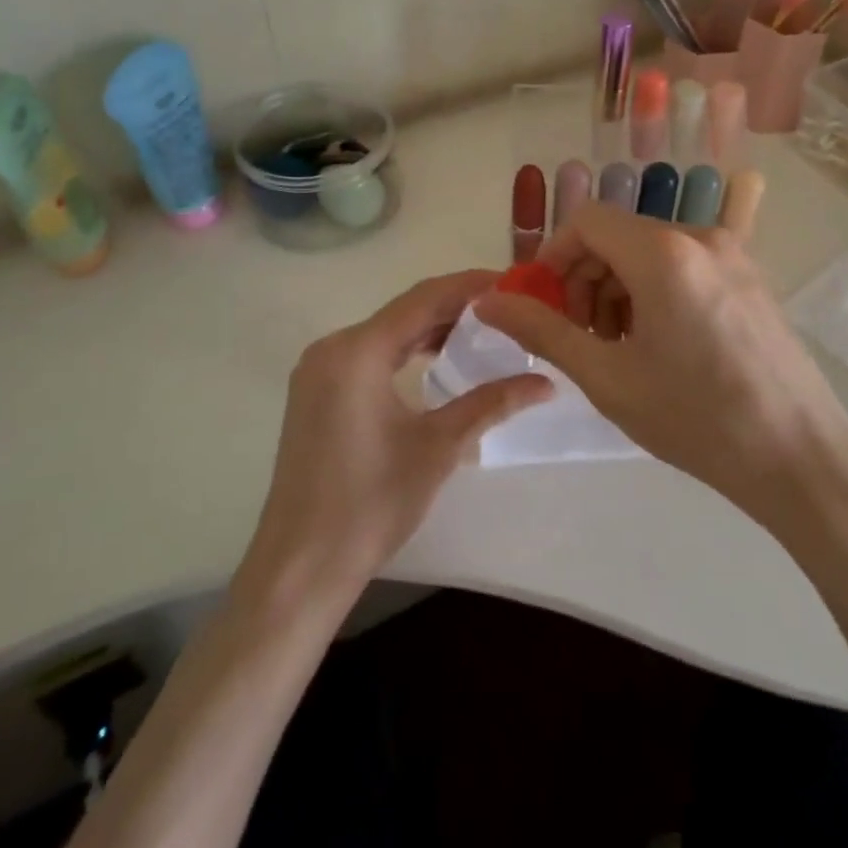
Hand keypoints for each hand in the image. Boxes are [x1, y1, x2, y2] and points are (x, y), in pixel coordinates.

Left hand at [241, 271, 551, 607]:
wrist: (301, 565)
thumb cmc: (371, 503)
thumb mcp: (438, 447)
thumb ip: (491, 402)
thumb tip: (546, 382)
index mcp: (357, 351)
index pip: (423, 299)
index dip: (469, 286)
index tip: (511, 282)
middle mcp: (332, 348)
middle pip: (403, 312)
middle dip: (454, 307)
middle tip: (505, 310)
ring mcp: (318, 370)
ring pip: (385, 333)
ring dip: (430, 329)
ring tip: (481, 332)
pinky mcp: (316, 392)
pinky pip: (368, 355)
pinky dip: (404, 352)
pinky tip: (437, 361)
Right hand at [474, 205, 847, 541]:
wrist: (802, 460)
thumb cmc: (697, 419)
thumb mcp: (607, 378)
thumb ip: (542, 331)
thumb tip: (488, 301)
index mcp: (663, 253)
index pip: (587, 221)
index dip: (553, 257)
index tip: (543, 306)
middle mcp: (701, 238)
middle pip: (619, 236)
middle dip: (585, 278)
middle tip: (580, 336)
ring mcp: (733, 257)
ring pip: (651, 252)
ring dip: (618, 289)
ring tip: (619, 348)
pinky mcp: (751, 280)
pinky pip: (684, 267)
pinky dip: (654, 293)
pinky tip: (660, 346)